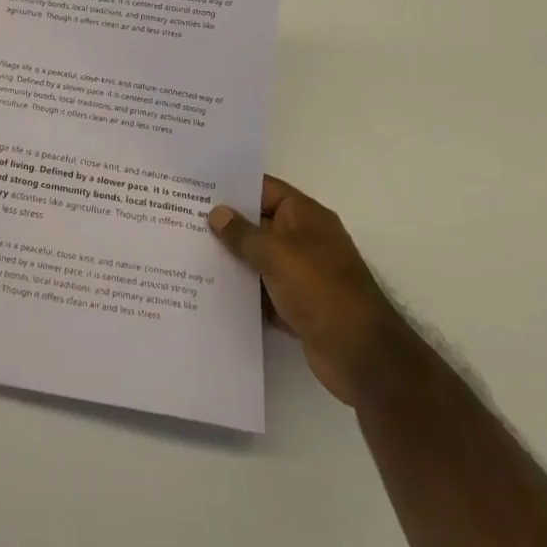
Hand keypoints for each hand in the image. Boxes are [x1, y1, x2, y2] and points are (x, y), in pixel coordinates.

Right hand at [209, 176, 408, 404]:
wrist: (363, 359)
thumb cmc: (322, 291)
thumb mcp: (278, 255)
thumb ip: (244, 234)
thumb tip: (217, 214)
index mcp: (305, 217)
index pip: (264, 189)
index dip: (233, 187)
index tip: (197, 187)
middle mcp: (303, 240)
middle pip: (258, 224)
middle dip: (226, 225)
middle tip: (183, 219)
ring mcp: (301, 275)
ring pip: (258, 259)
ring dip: (231, 260)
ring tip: (188, 254)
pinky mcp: (296, 306)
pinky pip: (262, 291)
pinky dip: (243, 292)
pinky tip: (210, 291)